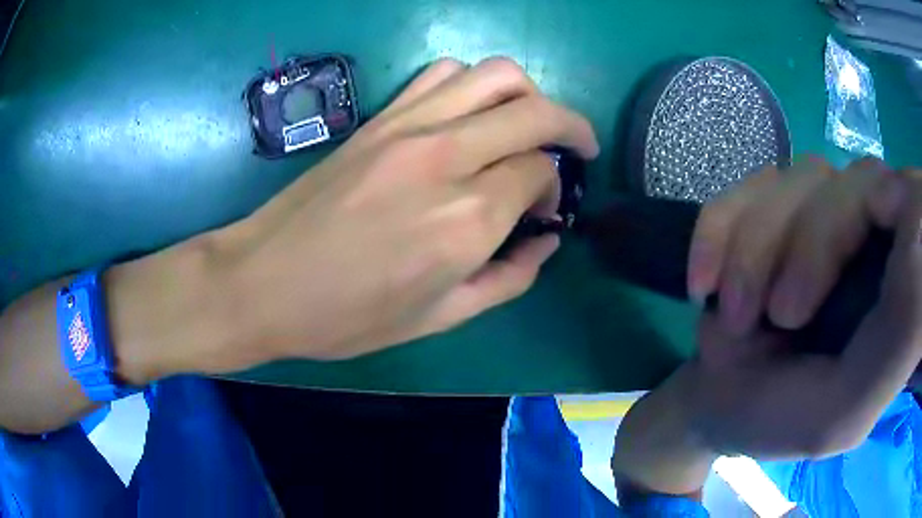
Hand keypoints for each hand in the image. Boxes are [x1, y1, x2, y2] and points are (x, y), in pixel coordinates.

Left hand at [191, 57, 598, 372]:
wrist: (263, 282)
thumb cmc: (346, 317)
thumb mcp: (441, 320)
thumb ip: (509, 277)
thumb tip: (546, 241)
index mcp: (467, 221)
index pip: (541, 172)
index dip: (555, 189)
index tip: (545, 211)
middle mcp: (447, 158)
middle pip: (536, 111)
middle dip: (571, 126)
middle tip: (578, 149)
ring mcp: (409, 127)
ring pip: (496, 75)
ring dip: (528, 95)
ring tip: (528, 124)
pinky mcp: (380, 117)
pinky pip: (443, 73)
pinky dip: (474, 84)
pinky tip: (471, 113)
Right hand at [611, 158, 920, 498]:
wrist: (718, 403)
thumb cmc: (784, 420)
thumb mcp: (843, 412)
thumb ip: (898, 342)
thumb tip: (921, 241)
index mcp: (898, 293)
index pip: (919, 206)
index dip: (908, 200)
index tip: (881, 225)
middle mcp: (873, 239)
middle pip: (862, 182)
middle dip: (813, 242)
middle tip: (775, 316)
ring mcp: (824, 213)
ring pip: (803, 178)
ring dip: (757, 248)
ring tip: (733, 318)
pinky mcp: (774, 204)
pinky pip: (749, 187)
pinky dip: (720, 232)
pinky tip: (703, 285)